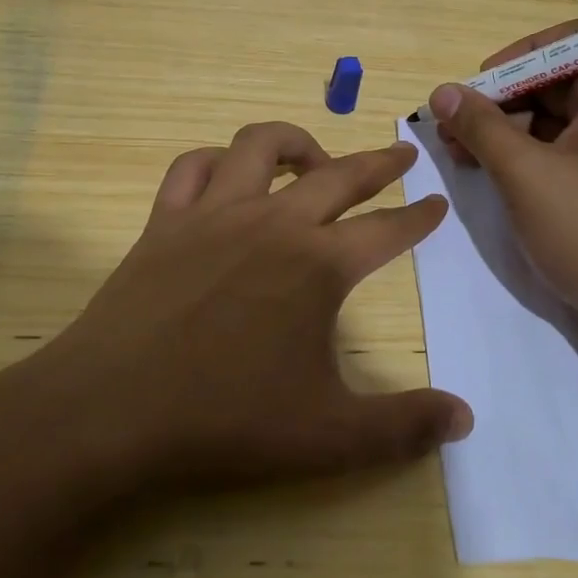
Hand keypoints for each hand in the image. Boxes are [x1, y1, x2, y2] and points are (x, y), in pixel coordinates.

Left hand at [34, 122, 473, 491]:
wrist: (112, 410)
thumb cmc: (226, 420)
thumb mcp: (329, 435)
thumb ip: (403, 426)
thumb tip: (465, 418)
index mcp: (318, 265)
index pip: (387, 230)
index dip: (419, 217)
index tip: (438, 202)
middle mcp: (273, 223)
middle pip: (339, 175)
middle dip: (379, 163)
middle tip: (402, 156)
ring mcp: (214, 213)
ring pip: (260, 146)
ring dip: (296, 142)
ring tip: (314, 159)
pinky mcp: (165, 220)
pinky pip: (191, 166)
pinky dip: (216, 160)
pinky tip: (226, 175)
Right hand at [429, 22, 577, 342]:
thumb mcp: (526, 175)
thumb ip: (481, 127)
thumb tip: (443, 91)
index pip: (567, 42)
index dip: (517, 56)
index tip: (478, 86)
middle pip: (555, 83)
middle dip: (500, 100)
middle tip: (453, 128)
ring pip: (554, 121)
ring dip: (506, 132)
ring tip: (460, 154)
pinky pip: (563, 153)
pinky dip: (526, 157)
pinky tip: (489, 174)